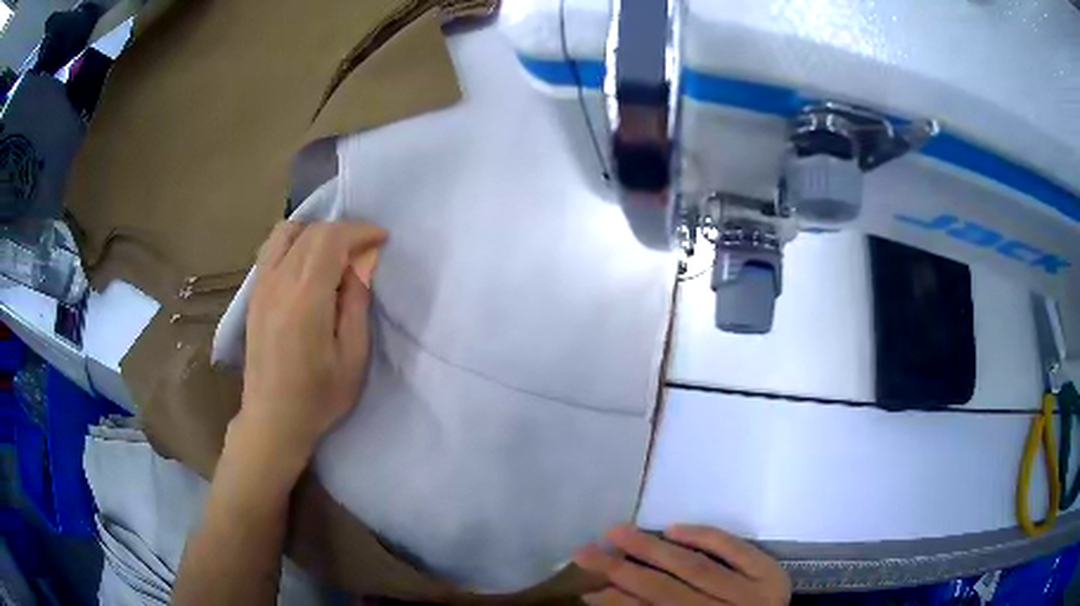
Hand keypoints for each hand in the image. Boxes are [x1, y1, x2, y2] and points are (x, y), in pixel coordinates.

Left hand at [236, 220, 387, 466]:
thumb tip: (361, 262)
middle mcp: (278, 282)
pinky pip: (272, 249)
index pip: (331, 239)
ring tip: (334, 250)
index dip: (360, 231)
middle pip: (311, 231)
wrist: (273, 418)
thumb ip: (357, 303)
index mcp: (305, 298)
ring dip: (315, 231)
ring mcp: (261, 286)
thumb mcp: (353, 357)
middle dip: (343, 230)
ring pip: (286, 232)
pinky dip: (294, 242)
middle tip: (365, 249)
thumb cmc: (319, 396)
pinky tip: (307, 263)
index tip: (382, 239)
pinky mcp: (253, 294)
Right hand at [574, 525, 790, 605]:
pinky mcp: (772, 574)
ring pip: (696, 567)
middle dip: (621, 569)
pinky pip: (737, 550)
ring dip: (653, 548)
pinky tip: (675, 528)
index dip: (616, 603)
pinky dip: (706, 537)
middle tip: (585, 551)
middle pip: (666, 590)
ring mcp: (755, 594)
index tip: (585, 588)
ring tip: (617, 531)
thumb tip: (609, 594)